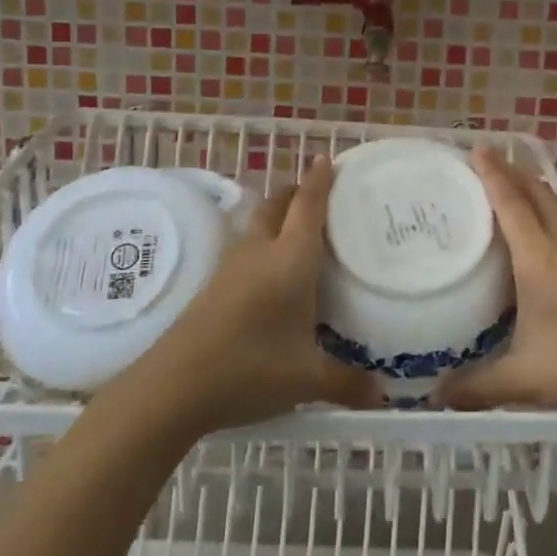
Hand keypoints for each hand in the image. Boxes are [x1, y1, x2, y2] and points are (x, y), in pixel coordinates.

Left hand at [139, 158, 380, 432]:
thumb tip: (383, 397)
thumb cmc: (249, 369)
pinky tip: (269, 268)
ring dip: (277, 213)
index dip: (320, 180)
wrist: (173, 386)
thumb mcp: (306, 380)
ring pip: (258, 222)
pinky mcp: (214, 284)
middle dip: (297, 191)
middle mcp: (261, 252)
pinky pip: (245, 245)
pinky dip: (262, 240)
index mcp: (290, 260)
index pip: (308, 206)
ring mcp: (232, 266)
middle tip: (319, 192)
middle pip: (278, 204)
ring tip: (297, 225)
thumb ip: (347, 383)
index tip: (329, 158)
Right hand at [437, 147, 556, 416]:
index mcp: (539, 258)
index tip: (477, 146)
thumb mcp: (525, 378)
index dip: (492, 173)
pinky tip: (546, 239)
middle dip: (512, 171)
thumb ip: (478, 385)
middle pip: (537, 193)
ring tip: (512, 191)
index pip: (511, 202)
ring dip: (533, 191)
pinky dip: (550, 215)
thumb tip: (436, 397)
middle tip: (487, 161)